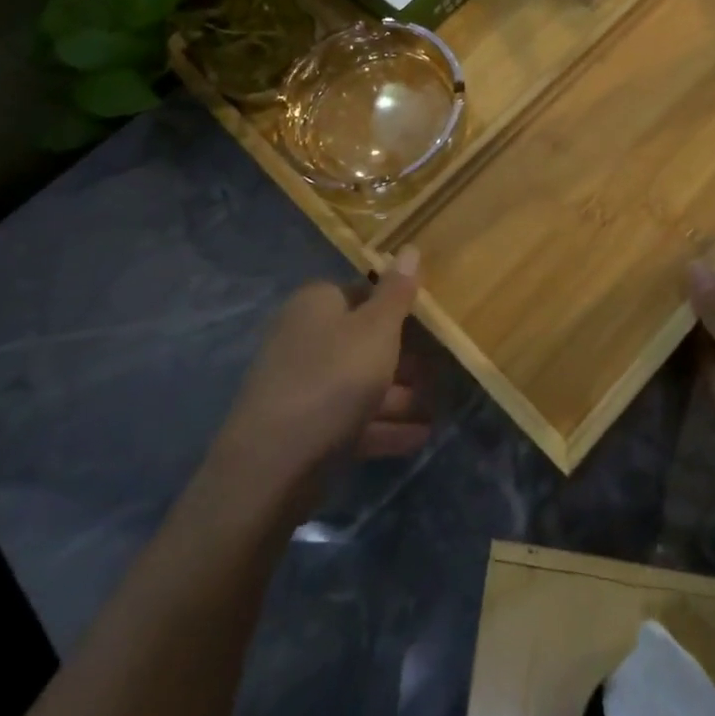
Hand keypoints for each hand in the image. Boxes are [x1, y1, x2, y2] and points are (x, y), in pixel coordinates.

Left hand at [211, 248, 429, 492]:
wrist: (272, 467)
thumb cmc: (333, 380)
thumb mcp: (376, 330)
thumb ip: (397, 293)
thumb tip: (409, 248)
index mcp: (317, 304)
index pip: (363, 292)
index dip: (398, 305)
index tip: (431, 323)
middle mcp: (305, 337)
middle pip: (364, 340)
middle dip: (404, 357)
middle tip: (442, 369)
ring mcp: (303, 385)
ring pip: (360, 382)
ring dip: (399, 396)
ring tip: (439, 409)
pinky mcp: (305, 428)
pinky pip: (352, 418)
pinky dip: (383, 425)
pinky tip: (419, 437)